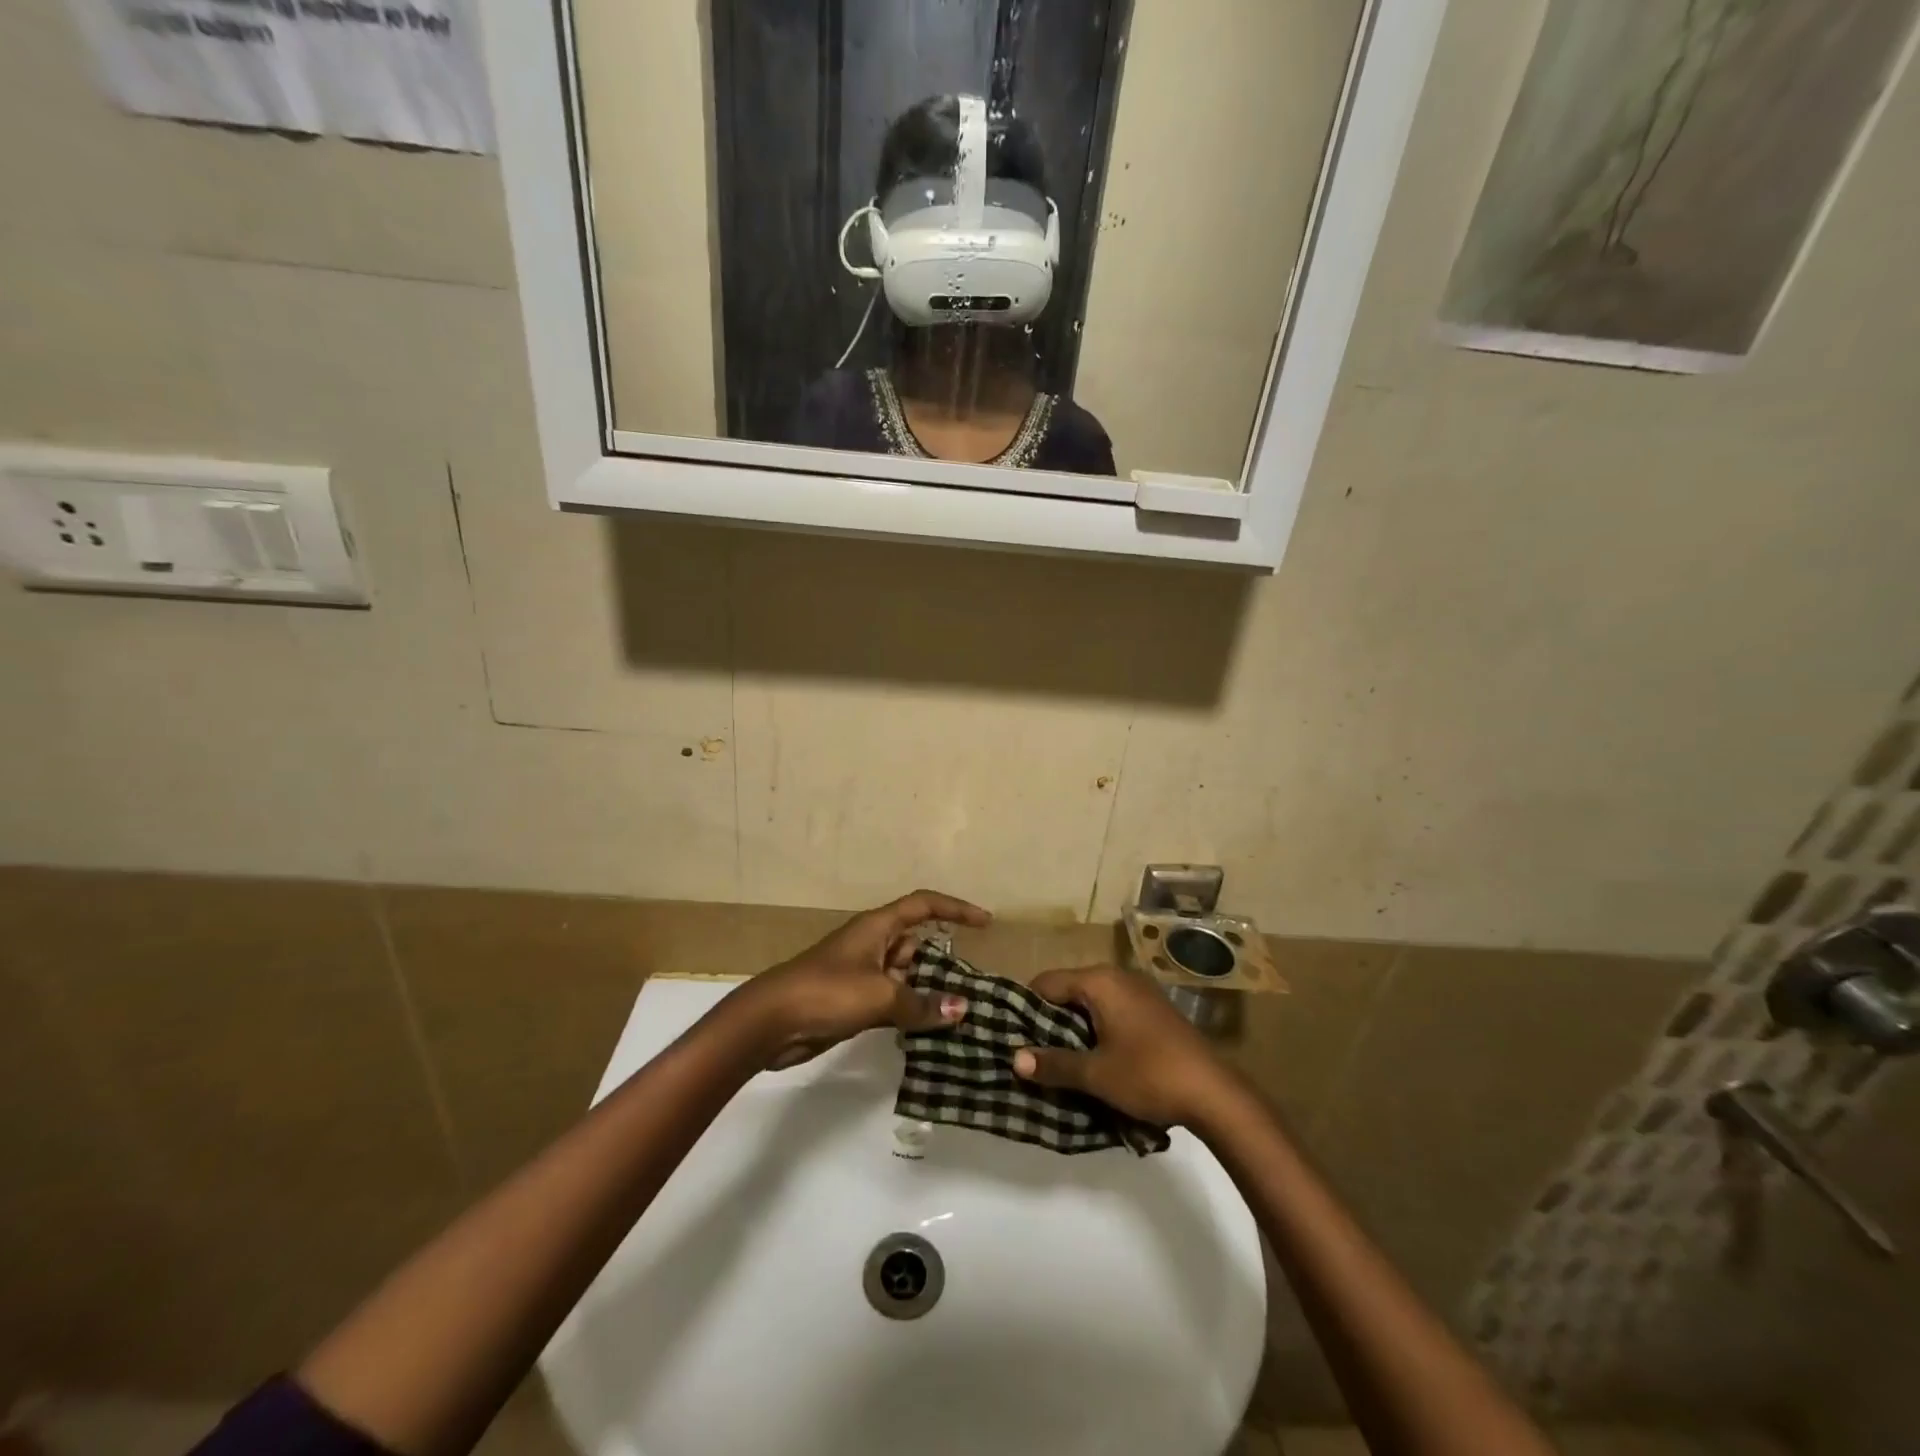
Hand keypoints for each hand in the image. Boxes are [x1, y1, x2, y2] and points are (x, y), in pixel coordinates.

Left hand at [728, 890, 989, 1068]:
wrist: (770, 1022)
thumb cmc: (826, 993)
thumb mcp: (880, 996)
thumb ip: (922, 1003)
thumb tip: (962, 1009)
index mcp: (877, 927)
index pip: (924, 906)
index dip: (956, 909)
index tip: (985, 923)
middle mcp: (872, 944)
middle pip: (917, 942)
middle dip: (944, 960)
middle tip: (975, 984)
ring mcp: (861, 972)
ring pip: (905, 973)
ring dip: (927, 989)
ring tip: (960, 1012)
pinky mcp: (853, 999)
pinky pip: (892, 997)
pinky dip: (910, 1008)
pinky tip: (928, 1028)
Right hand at [1012, 964, 1234, 1127]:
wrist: (1215, 1094)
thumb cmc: (1149, 1075)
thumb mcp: (1096, 1074)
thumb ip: (1053, 1064)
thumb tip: (1015, 1059)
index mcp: (1100, 981)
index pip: (1047, 982)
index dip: (1026, 1007)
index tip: (1014, 1035)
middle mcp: (1118, 977)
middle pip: (1069, 990)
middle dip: (1050, 1020)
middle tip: (1033, 1052)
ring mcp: (1139, 992)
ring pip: (1091, 1003)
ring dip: (1074, 1028)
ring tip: (1059, 1060)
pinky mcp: (1153, 1011)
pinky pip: (1112, 1011)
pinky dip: (1098, 1030)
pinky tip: (1095, 1059)